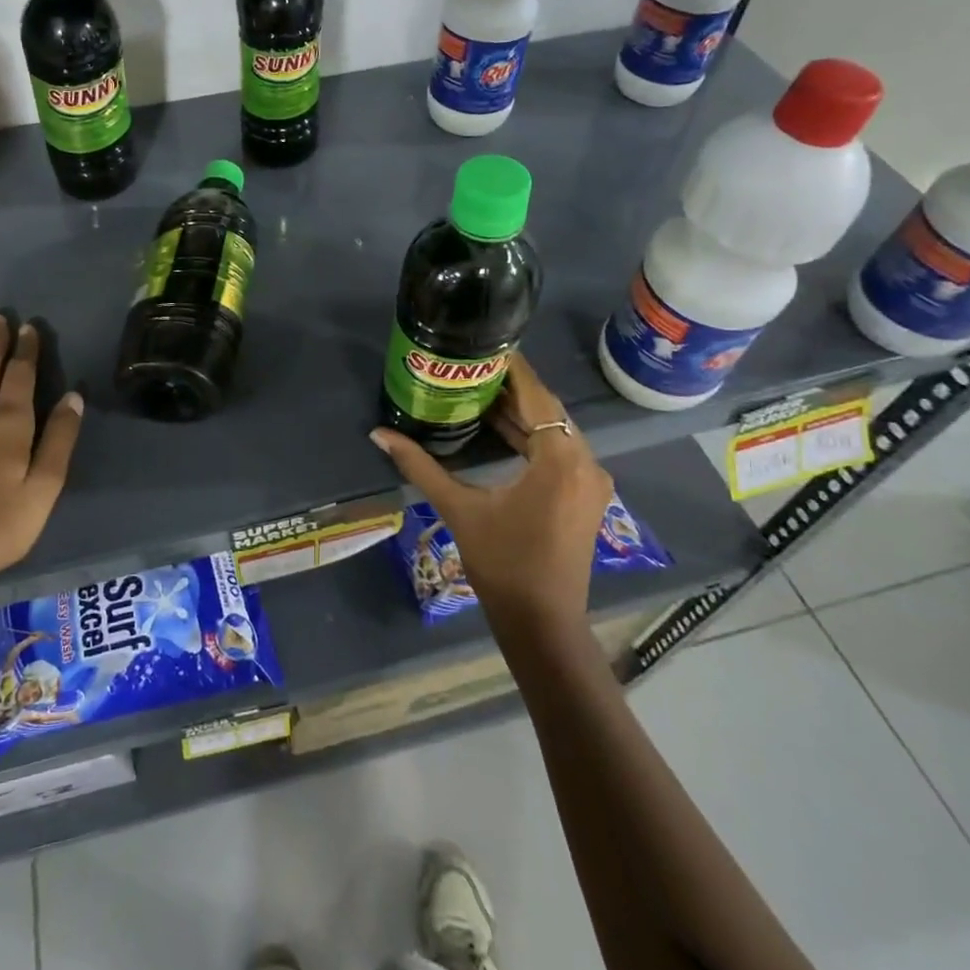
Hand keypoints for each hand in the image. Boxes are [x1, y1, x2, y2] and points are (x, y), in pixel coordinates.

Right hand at [369, 351, 613, 617]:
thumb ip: (420, 466)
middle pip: (549, 410)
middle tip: (474, 368)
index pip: (538, 397)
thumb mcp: (459, 508)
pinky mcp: (586, 497)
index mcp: (561, 460)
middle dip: (513, 389)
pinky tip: (501, 430)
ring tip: (480, 392)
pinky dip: (532, 438)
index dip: (514, 370)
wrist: (542, 623)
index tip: (487, 346)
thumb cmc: (502, 563)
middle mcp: (585, 463)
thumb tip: (378, 434)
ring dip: (522, 414)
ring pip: (556, 431)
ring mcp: (590, 482)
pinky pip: (560, 451)